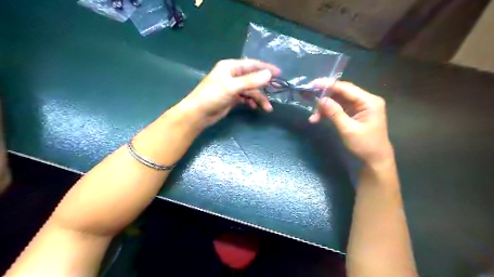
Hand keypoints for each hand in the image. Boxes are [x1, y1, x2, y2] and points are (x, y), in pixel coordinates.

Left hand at [178, 60, 279, 125]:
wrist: (198, 114)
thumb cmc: (212, 96)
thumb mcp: (232, 87)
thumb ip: (251, 81)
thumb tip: (269, 74)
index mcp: (230, 67)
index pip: (252, 64)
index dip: (266, 68)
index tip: (279, 73)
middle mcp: (232, 75)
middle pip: (253, 78)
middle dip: (264, 87)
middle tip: (276, 92)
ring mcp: (232, 87)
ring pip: (250, 90)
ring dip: (259, 98)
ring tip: (267, 108)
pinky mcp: (232, 98)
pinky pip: (245, 98)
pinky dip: (251, 102)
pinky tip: (254, 107)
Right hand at [307, 81, 393, 164]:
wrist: (375, 159)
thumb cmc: (365, 145)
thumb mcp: (348, 129)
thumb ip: (335, 113)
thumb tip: (321, 100)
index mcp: (369, 101)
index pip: (346, 88)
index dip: (329, 85)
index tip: (313, 84)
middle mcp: (365, 100)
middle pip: (341, 93)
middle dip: (325, 97)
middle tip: (308, 99)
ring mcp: (360, 106)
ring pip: (338, 101)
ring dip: (325, 107)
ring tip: (313, 117)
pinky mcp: (355, 113)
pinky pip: (339, 108)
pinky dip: (329, 113)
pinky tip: (318, 118)